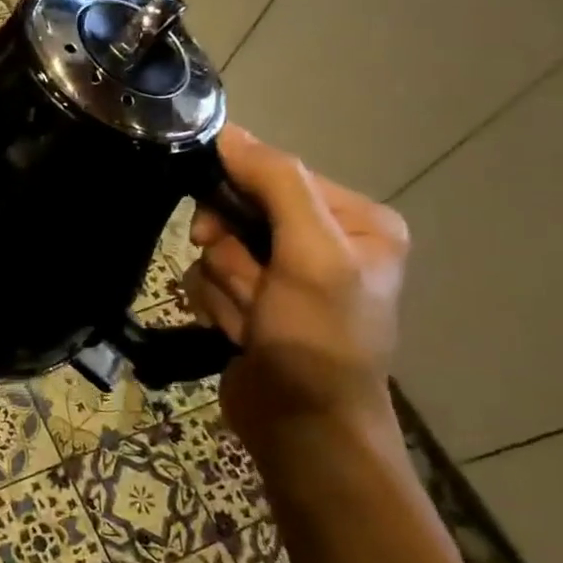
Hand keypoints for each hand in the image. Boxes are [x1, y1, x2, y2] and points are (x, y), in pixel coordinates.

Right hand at [185, 126, 409, 459]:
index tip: (213, 228)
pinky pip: (208, 279)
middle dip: (232, 254)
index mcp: (354, 221)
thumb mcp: (310, 254)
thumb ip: (275, 183)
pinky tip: (237, 334)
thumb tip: (229, 132)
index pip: (275, 174)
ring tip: (251, 323)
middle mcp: (320, 241)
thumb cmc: (319, 339)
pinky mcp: (251, 302)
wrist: (302, 430)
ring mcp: (282, 275)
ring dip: (224, 286)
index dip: (237, 196)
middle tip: (247, 286)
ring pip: (216, 247)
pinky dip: (215, 305)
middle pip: (238, 211)